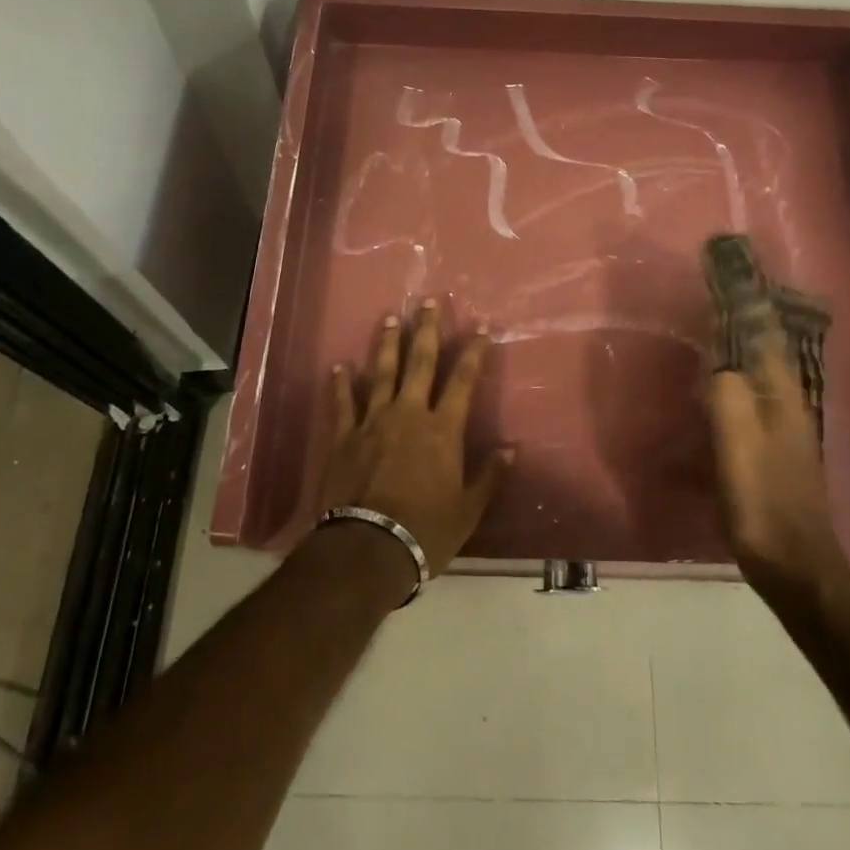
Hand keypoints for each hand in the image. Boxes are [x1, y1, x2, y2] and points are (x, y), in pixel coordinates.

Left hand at [321, 300, 510, 573]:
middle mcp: (408, 414)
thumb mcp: (468, 510)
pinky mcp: (344, 437)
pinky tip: (339, 365)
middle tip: (428, 301)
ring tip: (390, 318)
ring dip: (387, 344)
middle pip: (420, 362)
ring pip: (381, 373)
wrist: (368, 548)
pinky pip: (343, 403)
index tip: (480, 328)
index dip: (473, 352)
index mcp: (442, 429)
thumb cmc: (425, 530)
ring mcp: (372, 422)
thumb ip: (488, 475)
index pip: (463, 380)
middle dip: (426, 330)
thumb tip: (510, 449)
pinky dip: (340, 383)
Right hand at [706, 310, 849, 593]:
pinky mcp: (770, 448)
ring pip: (756, 370)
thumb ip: (727, 393)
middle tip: (711, 289)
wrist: (794, 565)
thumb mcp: (739, 443)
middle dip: (741, 315)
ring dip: (736, 344)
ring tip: (708, 323)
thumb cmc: (764, 501)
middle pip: (763, 346)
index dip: (747, 299)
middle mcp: (786, 402)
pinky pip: (748, 396)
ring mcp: (781, 427)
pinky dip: (731, 376)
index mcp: (781, 394)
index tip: (726, 269)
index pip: (764, 331)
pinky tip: (712, 382)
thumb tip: (717, 358)